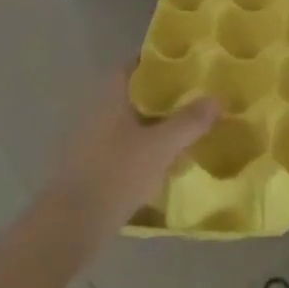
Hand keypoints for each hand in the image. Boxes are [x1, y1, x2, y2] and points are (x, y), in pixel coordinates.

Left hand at [37, 76, 217, 251]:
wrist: (71, 225)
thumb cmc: (115, 174)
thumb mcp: (160, 146)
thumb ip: (189, 121)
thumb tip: (218, 98)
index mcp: (111, 95)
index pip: (136, 64)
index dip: (160, 61)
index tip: (188, 63)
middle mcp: (98, 109)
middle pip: (135, 93)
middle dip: (164, 94)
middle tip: (196, 96)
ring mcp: (92, 138)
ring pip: (131, 121)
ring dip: (155, 122)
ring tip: (188, 127)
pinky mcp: (92, 165)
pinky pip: (125, 145)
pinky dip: (145, 146)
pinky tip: (166, 160)